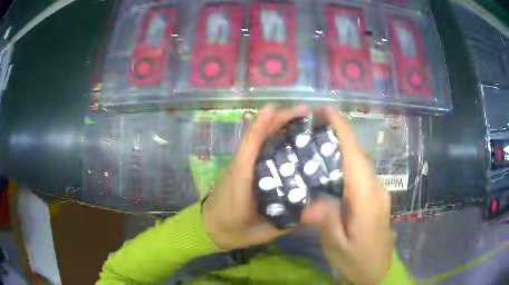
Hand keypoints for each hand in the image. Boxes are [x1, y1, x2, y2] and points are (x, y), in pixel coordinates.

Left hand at [202, 105, 310, 249]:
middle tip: (306, 112)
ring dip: (277, 124)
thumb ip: (289, 221)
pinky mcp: (243, 169)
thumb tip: (318, 209)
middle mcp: (240, 166)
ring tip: (302, 120)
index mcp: (242, 178)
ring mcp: (240, 165)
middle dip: (279, 119)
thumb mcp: (263, 231)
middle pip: (257, 135)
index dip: (264, 124)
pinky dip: (272, 137)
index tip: (282, 109)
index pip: (252, 144)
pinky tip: (290, 138)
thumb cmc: (234, 231)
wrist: (210, 230)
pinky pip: (258, 148)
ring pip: (258, 138)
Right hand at [302, 106, 392, 283]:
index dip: (342, 129)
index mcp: (367, 199)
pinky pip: (360, 175)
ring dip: (342, 147)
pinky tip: (330, 167)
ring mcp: (378, 194)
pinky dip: (346, 163)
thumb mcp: (337, 246)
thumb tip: (309, 198)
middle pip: (358, 155)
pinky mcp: (375, 200)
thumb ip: (325, 220)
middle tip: (314, 124)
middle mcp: (376, 190)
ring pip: (360, 163)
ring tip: (318, 139)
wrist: (377, 274)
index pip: (355, 156)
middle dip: (339, 134)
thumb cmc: (357, 262)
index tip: (326, 110)